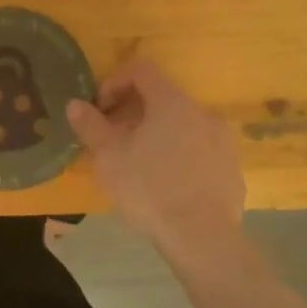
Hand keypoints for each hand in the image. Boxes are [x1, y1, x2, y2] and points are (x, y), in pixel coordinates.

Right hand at [67, 61, 244, 250]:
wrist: (203, 237)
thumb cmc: (150, 189)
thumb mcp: (109, 157)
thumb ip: (90, 125)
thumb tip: (75, 104)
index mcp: (171, 101)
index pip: (141, 70)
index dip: (115, 82)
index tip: (101, 109)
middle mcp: (201, 112)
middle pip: (162, 98)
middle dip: (133, 113)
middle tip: (114, 140)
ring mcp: (222, 140)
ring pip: (182, 125)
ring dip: (157, 135)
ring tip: (139, 164)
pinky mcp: (232, 168)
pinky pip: (199, 150)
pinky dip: (180, 156)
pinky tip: (167, 185)